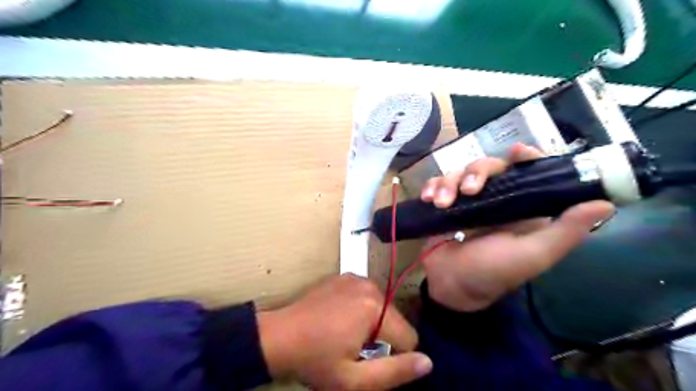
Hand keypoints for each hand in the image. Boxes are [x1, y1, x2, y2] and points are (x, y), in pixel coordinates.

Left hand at [257, 274, 429, 389]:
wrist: (279, 336)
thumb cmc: (316, 360)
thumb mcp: (354, 380)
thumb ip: (395, 372)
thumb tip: (428, 362)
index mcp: (376, 309)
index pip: (409, 337)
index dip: (396, 357)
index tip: (372, 362)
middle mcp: (371, 286)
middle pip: (395, 320)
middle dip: (383, 337)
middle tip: (356, 350)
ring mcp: (356, 278)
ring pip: (382, 307)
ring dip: (373, 322)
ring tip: (347, 334)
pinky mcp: (345, 276)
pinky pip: (367, 295)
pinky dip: (361, 308)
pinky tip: (340, 317)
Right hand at [419, 143, 613, 310]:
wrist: (450, 285)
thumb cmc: (493, 272)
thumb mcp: (533, 255)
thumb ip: (565, 231)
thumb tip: (604, 202)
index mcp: (521, 207)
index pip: (527, 171)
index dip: (525, 157)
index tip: (517, 151)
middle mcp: (495, 198)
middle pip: (489, 165)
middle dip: (477, 172)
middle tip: (469, 191)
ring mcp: (467, 200)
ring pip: (460, 172)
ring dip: (449, 182)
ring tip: (441, 203)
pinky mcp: (444, 204)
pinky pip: (438, 184)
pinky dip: (432, 186)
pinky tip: (428, 197)